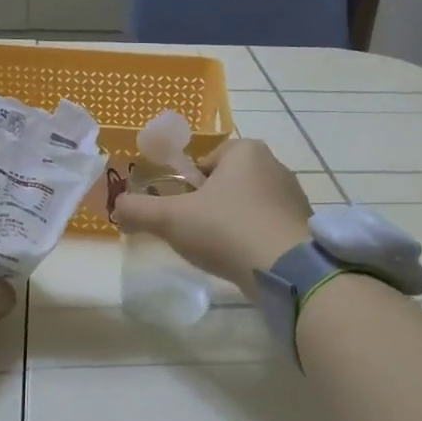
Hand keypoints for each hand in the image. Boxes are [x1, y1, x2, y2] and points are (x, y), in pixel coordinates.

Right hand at [112, 139, 314, 296]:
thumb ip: (139, 210)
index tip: (180, 212)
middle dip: (210, 206)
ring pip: (248, 206)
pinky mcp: (304, 226)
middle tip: (195, 234)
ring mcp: (294, 196)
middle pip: (227, 184)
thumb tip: (117, 206)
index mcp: (245, 150)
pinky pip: (268, 228)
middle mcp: (274, 165)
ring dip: (232, 224)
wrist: (285, 269)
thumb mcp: (171, 219)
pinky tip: (244, 260)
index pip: (206, 162)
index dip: (187, 187)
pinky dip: (254, 240)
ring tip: (220, 251)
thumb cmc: (226, 229)